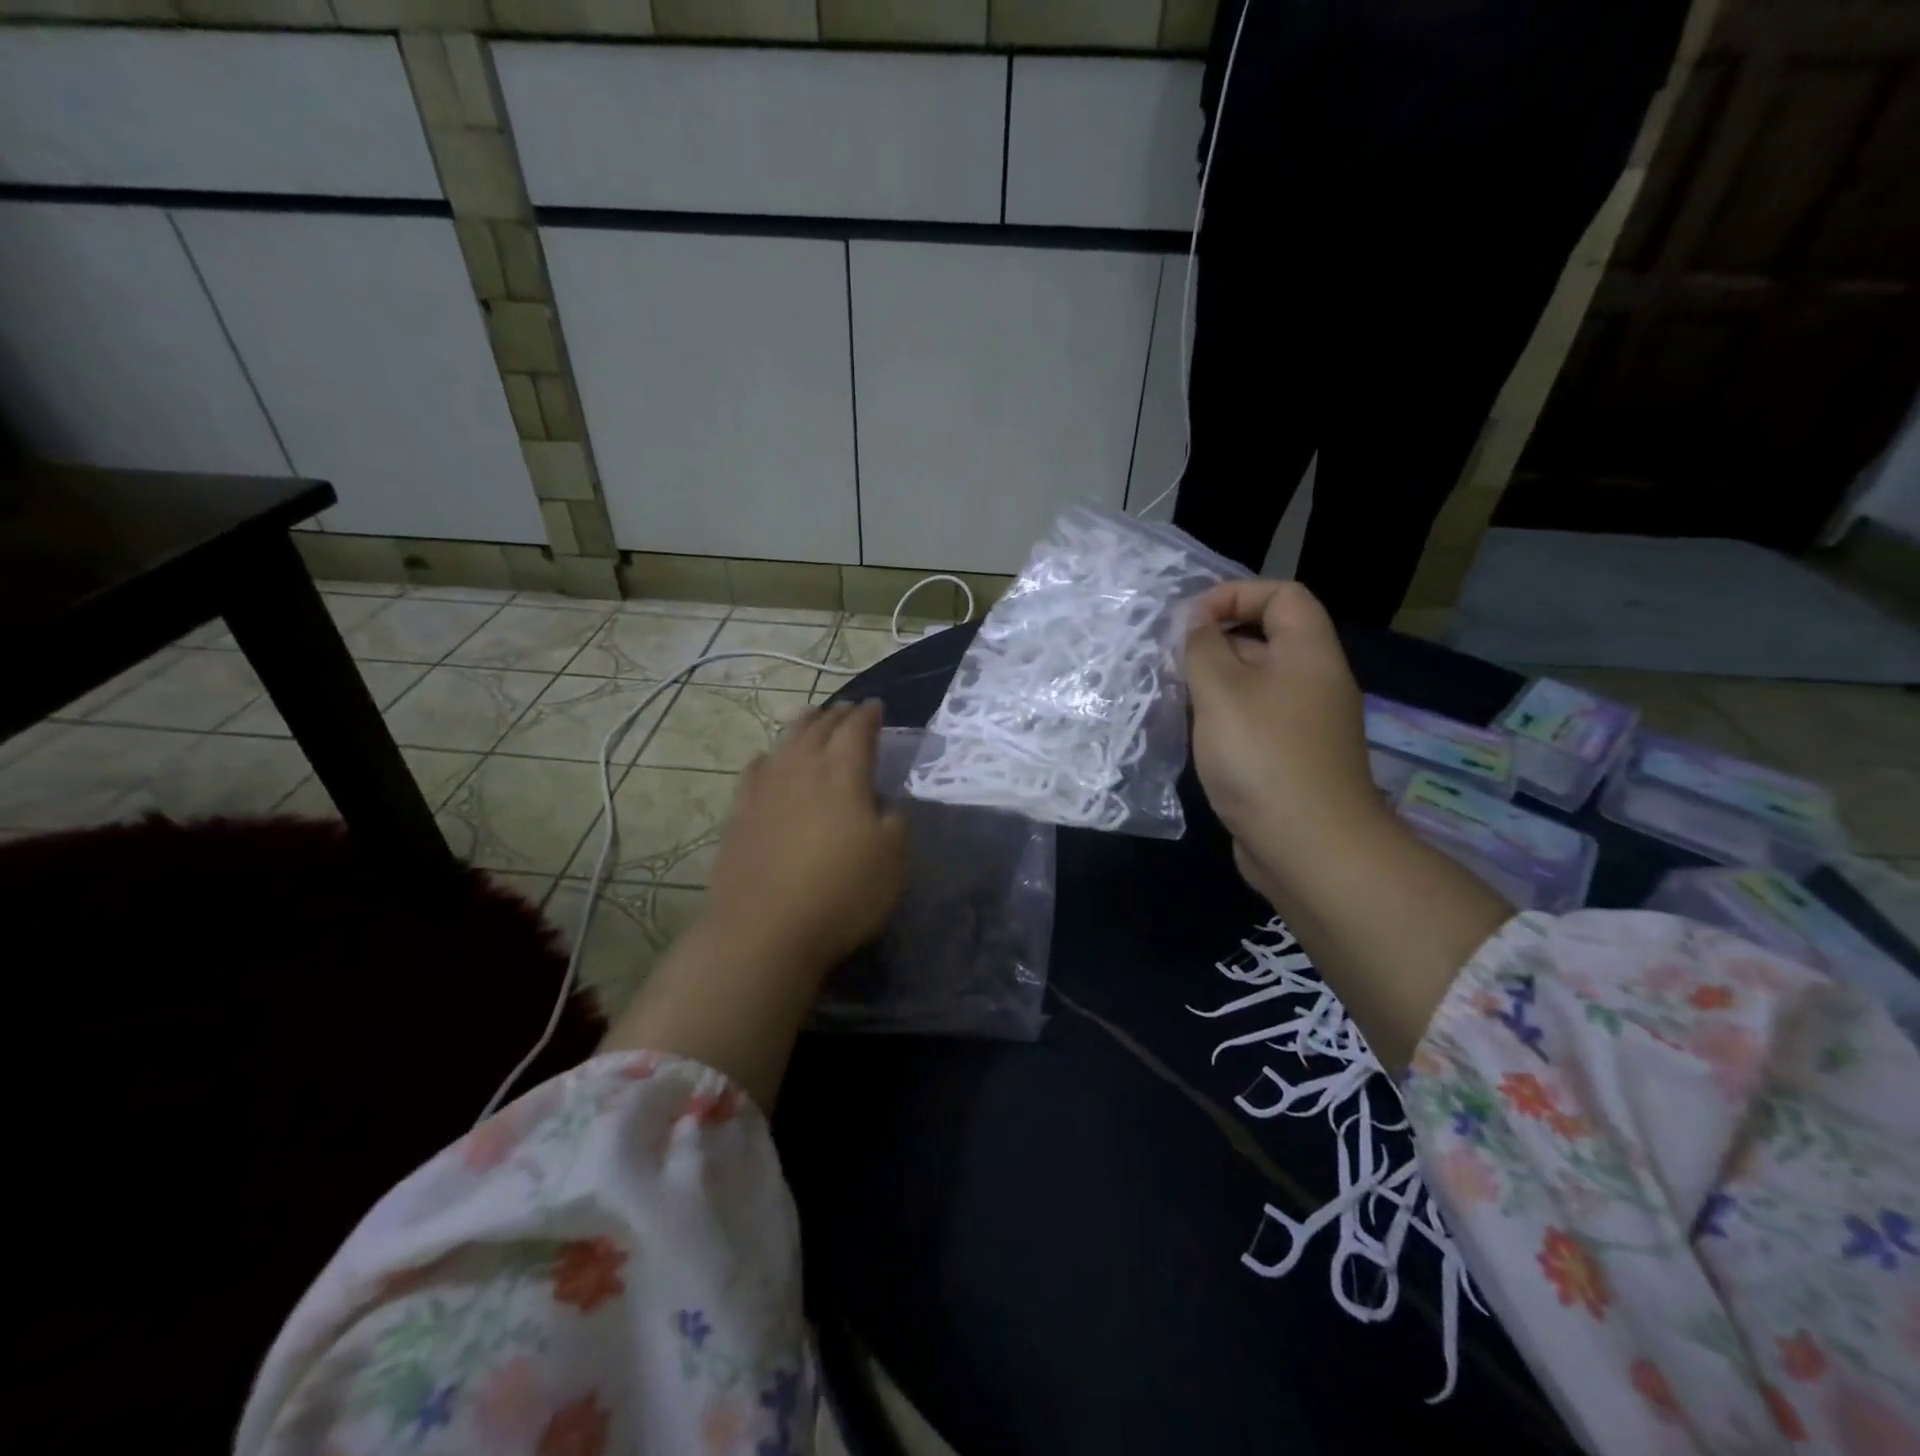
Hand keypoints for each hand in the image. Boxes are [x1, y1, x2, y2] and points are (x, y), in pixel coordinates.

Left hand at [700, 700, 908, 977]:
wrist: (763, 930)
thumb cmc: (841, 894)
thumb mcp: (893, 860)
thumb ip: (894, 821)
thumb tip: (883, 803)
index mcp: (843, 773)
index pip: (857, 730)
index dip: (869, 716)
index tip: (877, 708)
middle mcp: (801, 768)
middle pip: (819, 727)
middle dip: (837, 714)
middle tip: (849, 711)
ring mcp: (765, 788)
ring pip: (786, 741)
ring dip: (804, 725)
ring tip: (813, 719)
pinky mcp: (740, 812)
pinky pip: (757, 768)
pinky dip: (772, 756)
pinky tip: (771, 761)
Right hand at [1184, 580, 1388, 895]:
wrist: (1309, 847)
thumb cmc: (1263, 757)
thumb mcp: (1221, 691)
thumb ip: (1203, 648)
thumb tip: (1196, 624)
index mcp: (1308, 653)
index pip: (1282, 595)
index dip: (1235, 594)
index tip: (1189, 620)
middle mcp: (1313, 681)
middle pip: (1266, 637)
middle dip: (1216, 640)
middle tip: (1170, 660)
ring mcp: (1304, 723)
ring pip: (1255, 682)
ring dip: (1214, 682)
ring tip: (1174, 696)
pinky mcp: (1290, 758)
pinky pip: (1254, 719)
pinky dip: (1224, 717)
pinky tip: (1194, 734)